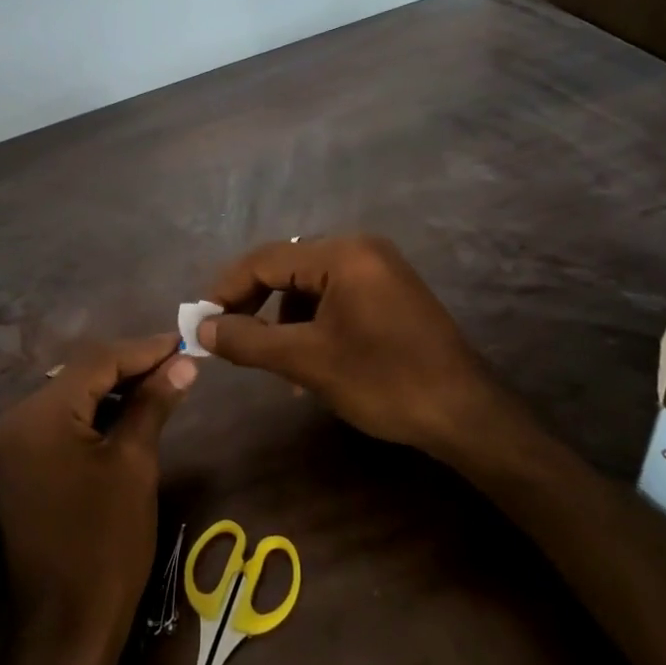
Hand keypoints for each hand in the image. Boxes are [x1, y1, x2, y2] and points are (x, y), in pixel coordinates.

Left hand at [0, 335, 196, 664]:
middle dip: (128, 367)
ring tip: (160, 384)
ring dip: (111, 389)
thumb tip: (183, 362)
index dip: (143, 349)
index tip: (183, 343)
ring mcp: (9, 445)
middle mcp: (12, 421)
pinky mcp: (16, 465)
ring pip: (68, 396)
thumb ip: (153, 403)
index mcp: (37, 417)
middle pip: (78, 375)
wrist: (67, 626)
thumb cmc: (107, 543)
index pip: (95, 361)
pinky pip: (57, 423)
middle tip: (176, 364)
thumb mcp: (135, 464)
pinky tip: (126, 413)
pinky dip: (91, 414)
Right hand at [200, 235, 513, 456]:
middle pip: (287, 268)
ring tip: (276, 365)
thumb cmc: (383, 381)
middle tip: (228, 340)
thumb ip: (249, 340)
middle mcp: (361, 249)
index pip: (265, 260)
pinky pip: (335, 299)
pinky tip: (309, 364)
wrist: (465, 415)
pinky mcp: (389, 294)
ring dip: (283, 321)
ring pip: (309, 287)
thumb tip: (202, 329)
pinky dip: (312, 326)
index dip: (226, 289)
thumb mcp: (307, 361)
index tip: (200, 322)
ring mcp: (379, 270)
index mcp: (343, 254)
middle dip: (255, 306)